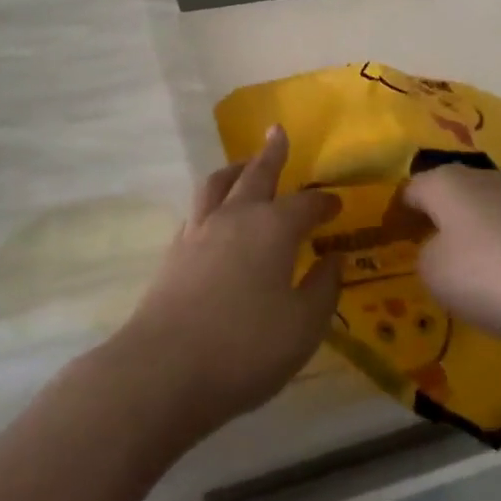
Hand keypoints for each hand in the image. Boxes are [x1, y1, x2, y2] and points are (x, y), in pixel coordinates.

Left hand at [114, 126, 341, 441]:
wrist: (165, 368)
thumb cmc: (245, 347)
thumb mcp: (302, 327)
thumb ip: (322, 290)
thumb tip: (334, 260)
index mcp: (273, 228)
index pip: (305, 205)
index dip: (323, 204)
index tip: (335, 205)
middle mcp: (236, 217)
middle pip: (257, 174)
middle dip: (271, 153)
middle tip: (278, 132)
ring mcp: (200, 230)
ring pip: (218, 183)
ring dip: (235, 169)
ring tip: (243, 164)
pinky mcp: (175, 250)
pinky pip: (197, 208)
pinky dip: (212, 199)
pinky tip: (213, 213)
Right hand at [403, 165, 500, 345]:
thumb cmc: (489, 273)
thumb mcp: (435, 274)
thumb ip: (425, 258)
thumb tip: (439, 251)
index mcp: (444, 182)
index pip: (409, 191)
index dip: (397, 216)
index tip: (392, 242)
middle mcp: (481, 177)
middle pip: (449, 197)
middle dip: (438, 223)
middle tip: (429, 257)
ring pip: (484, 214)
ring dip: (474, 238)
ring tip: (471, 276)